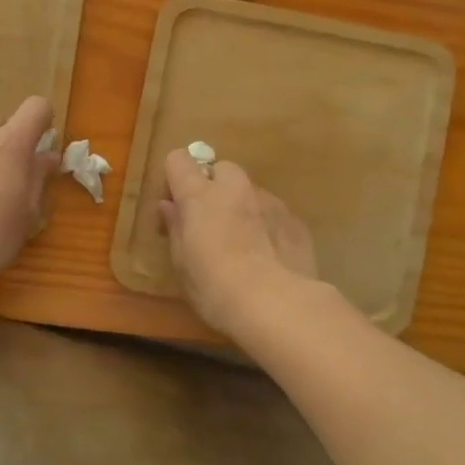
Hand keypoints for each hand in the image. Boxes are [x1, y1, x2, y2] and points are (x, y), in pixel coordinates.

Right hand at [158, 150, 317, 336]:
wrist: (277, 304)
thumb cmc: (215, 286)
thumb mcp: (182, 263)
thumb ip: (176, 228)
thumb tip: (169, 206)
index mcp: (200, 195)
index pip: (179, 160)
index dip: (175, 179)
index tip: (176, 207)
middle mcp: (235, 188)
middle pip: (221, 169)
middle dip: (214, 188)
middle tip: (210, 223)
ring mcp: (269, 201)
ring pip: (250, 192)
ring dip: (242, 208)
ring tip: (243, 245)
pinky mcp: (295, 221)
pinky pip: (274, 213)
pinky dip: (266, 226)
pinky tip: (268, 257)